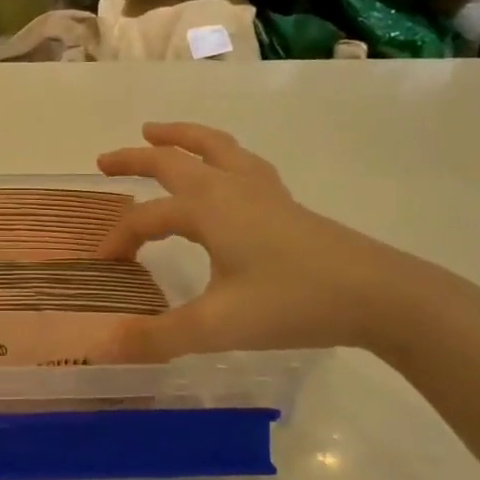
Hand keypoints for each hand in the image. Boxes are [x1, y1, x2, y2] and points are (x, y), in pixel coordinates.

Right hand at [96, 123, 437, 360]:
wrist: (377, 295)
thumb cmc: (292, 303)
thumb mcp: (217, 326)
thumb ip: (158, 337)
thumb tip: (106, 347)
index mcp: (206, 208)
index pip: (145, 217)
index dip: (118, 239)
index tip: (102, 266)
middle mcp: (229, 187)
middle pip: (173, 160)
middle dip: (135, 158)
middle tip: (104, 160)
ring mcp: (262, 190)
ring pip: (214, 147)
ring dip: (181, 137)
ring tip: (158, 133)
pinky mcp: (286, 202)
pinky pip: (242, 162)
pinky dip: (220, 154)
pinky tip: (226, 169)